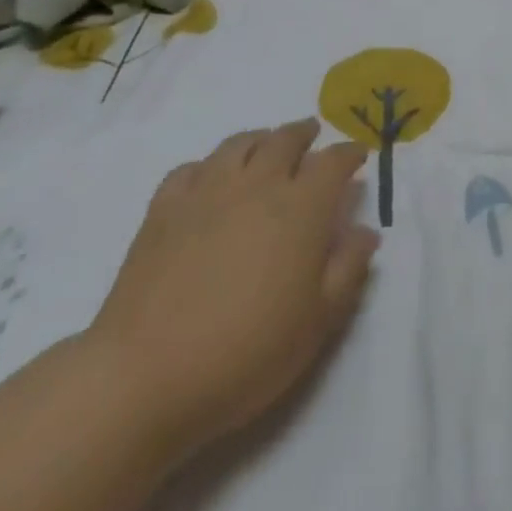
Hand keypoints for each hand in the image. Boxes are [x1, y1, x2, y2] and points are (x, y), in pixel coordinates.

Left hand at [84, 119, 378, 452]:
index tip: (358, 155)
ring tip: (266, 144)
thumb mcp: (317, 322)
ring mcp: (207, 192)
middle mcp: (257, 184)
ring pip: (239, 144)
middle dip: (304, 134)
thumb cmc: (246, 352)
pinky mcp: (163, 209)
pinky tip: (209, 178)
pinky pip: (191, 169)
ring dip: (260, 138)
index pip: (333, 163)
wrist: (146, 376)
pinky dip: (208, 165)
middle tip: (312, 136)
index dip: (349, 154)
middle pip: (285, 140)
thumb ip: (347, 269)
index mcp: (301, 207)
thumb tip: (365, 231)